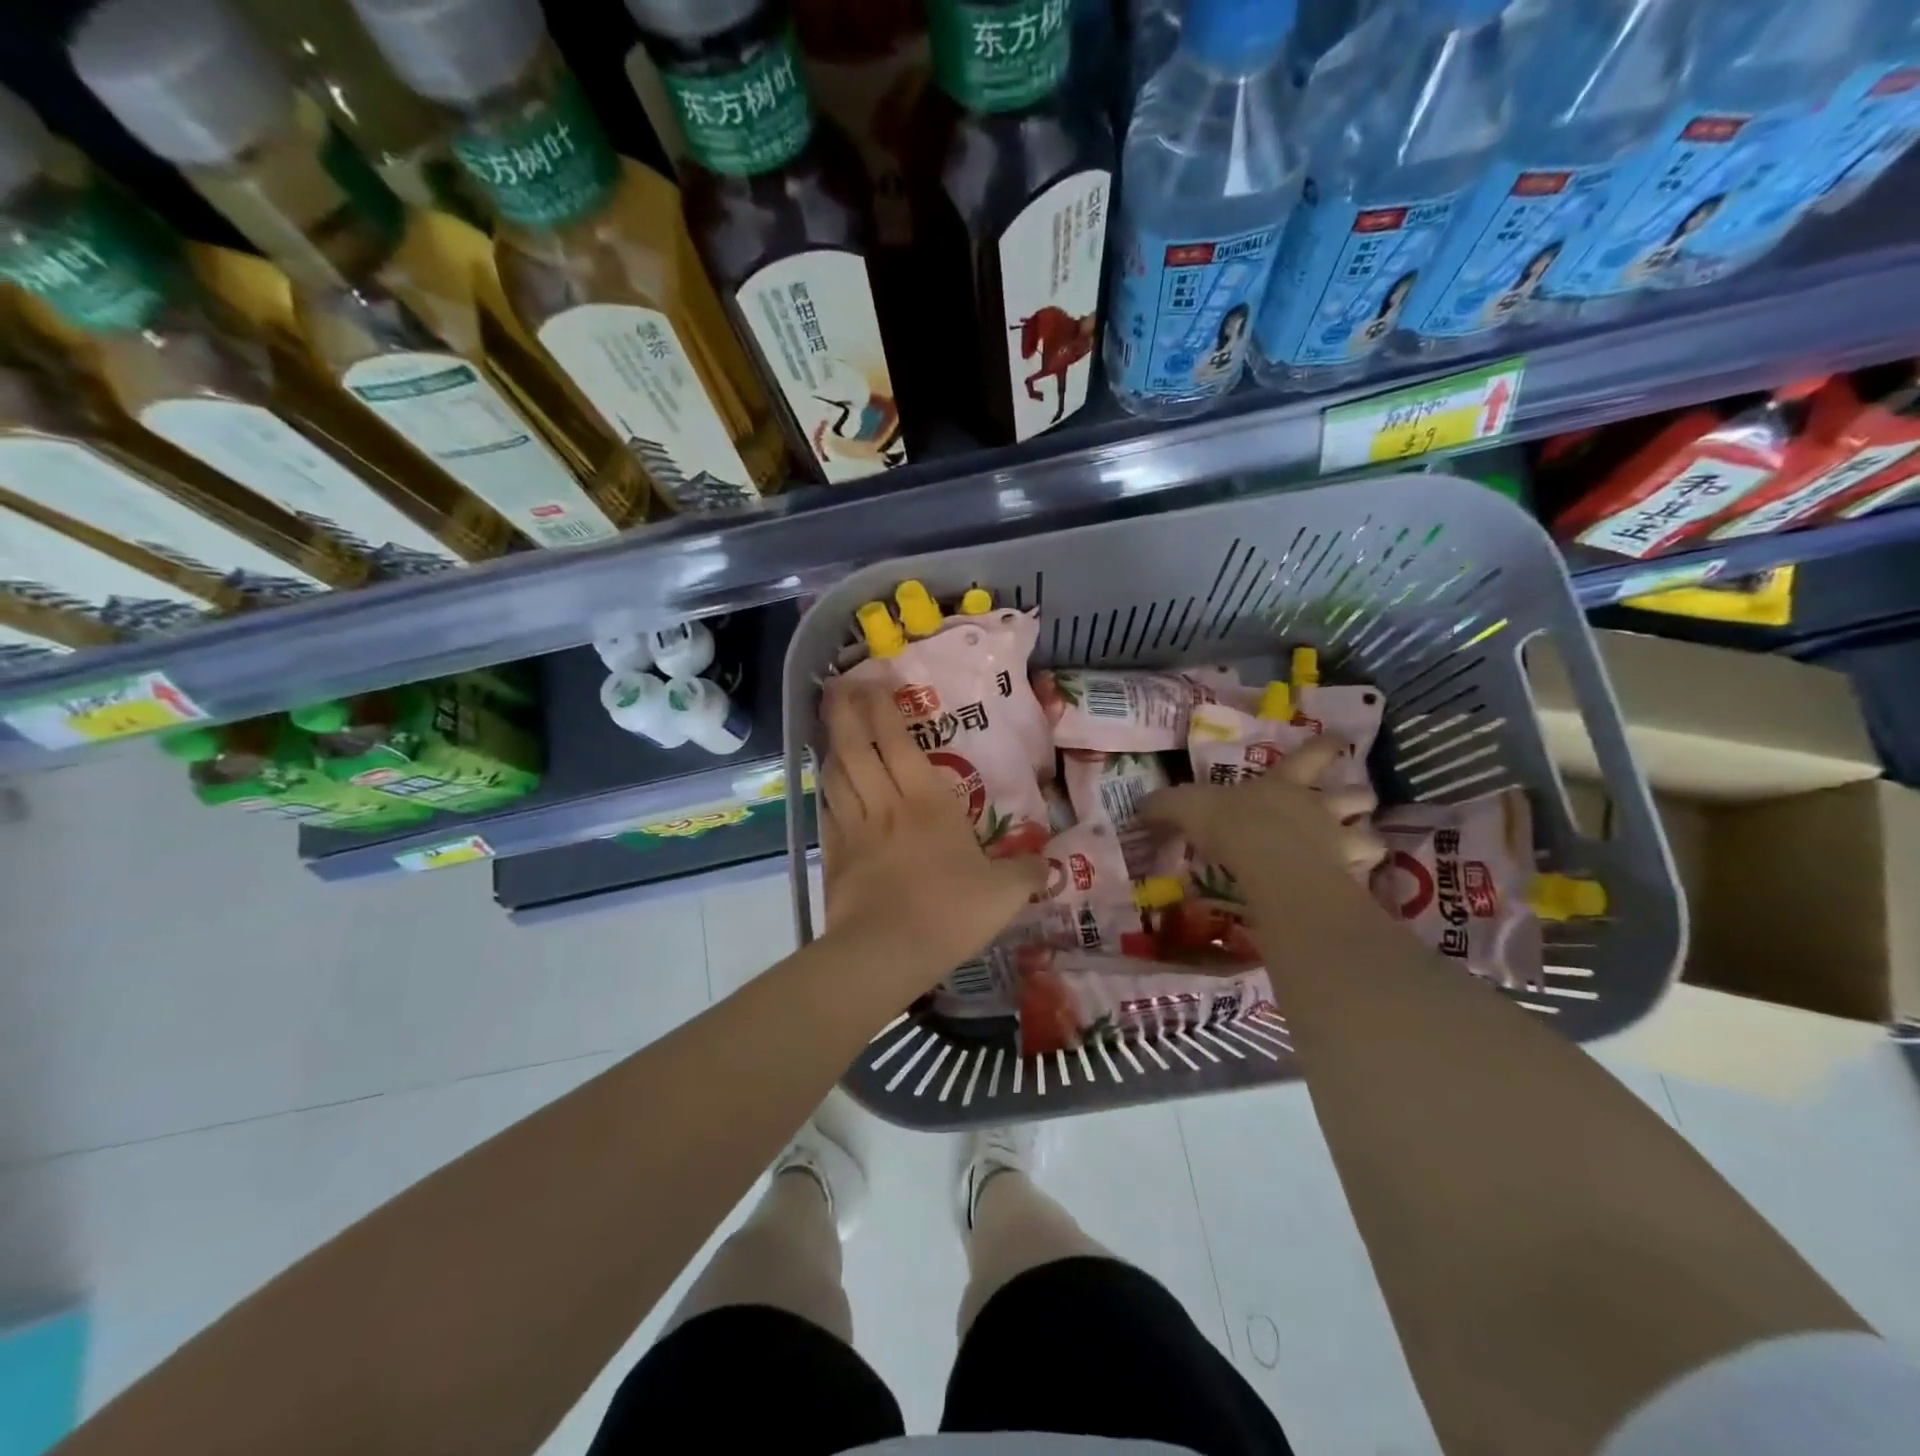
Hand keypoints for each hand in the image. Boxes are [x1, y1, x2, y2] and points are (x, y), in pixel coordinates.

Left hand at [818, 679, 1045, 991]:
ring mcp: (853, 828)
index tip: (874, 681)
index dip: (882, 708)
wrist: (885, 953)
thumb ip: (1026, 873)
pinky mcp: (834, 855)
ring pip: (835, 774)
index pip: (896, 741)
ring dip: (831, 746)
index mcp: (926, 801)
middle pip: (854, 746)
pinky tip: (829, 788)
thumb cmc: (948, 912)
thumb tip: (1050, 865)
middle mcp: (884, 804)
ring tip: (832, 728)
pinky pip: (827, 810)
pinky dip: (827, 791)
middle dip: (845, 711)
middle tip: (839, 687)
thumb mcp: (1003, 894)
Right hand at [1144, 735, 1384, 881]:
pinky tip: (1353, 888)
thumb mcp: (1185, 807)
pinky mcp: (1346, 877)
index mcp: (1283, 783)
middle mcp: (1317, 807)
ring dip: (1368, 840)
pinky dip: (1362, 880)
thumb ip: (1165, 807)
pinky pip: (1365, 877)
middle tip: (1356, 801)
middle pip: (1355, 793)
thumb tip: (1140, 807)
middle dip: (1359, 794)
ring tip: (1360, 850)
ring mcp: (1338, 841)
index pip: (1312, 755)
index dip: (1326, 747)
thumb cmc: (1229, 823)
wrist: (1268, 862)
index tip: (1341, 742)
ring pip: (1371, 836)